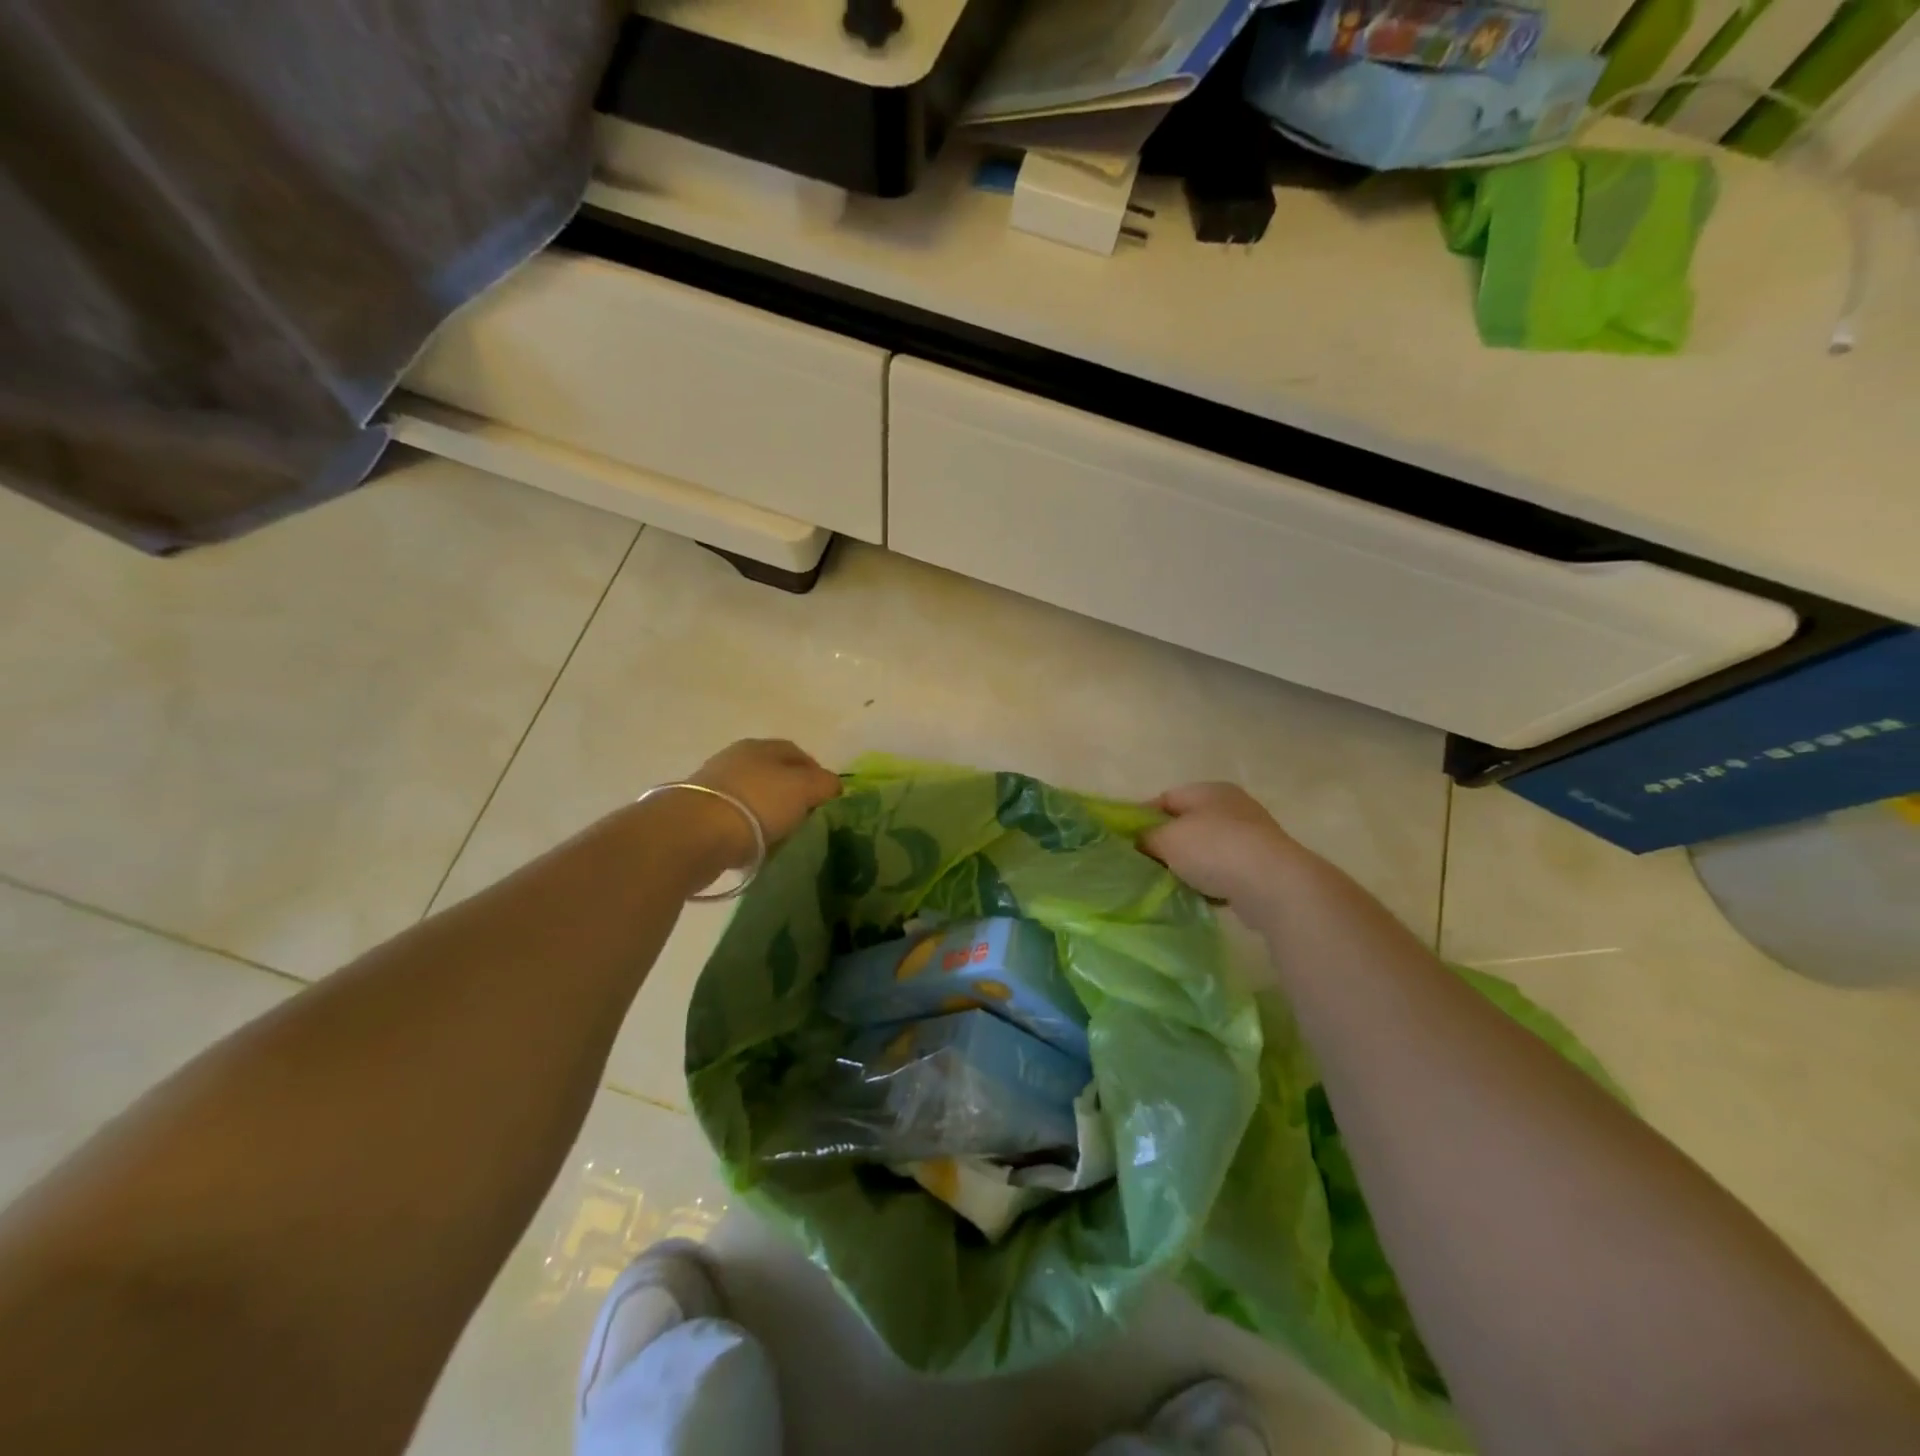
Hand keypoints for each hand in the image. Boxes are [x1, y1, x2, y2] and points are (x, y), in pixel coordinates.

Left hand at [689, 739, 841, 864]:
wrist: (694, 834)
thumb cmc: (757, 803)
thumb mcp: (804, 788)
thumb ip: (824, 783)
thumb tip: (832, 785)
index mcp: (761, 746)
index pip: (798, 754)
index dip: (817, 774)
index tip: (828, 800)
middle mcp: (735, 760)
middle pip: (774, 776)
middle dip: (793, 796)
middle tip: (808, 821)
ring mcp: (714, 787)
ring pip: (754, 799)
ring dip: (769, 816)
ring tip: (783, 839)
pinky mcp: (699, 815)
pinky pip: (735, 822)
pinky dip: (748, 833)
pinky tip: (756, 849)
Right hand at [1139, 782, 1309, 905]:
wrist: (1273, 884)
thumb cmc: (1214, 849)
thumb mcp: (1166, 839)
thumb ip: (1147, 837)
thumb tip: (1140, 841)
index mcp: (1209, 789)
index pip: (1165, 798)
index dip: (1142, 818)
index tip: (1127, 841)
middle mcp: (1232, 806)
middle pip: (1187, 823)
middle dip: (1166, 843)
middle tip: (1146, 864)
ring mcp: (1251, 835)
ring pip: (1206, 849)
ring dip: (1189, 865)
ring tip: (1172, 882)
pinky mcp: (1262, 865)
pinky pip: (1225, 870)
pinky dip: (1211, 881)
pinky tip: (1200, 894)